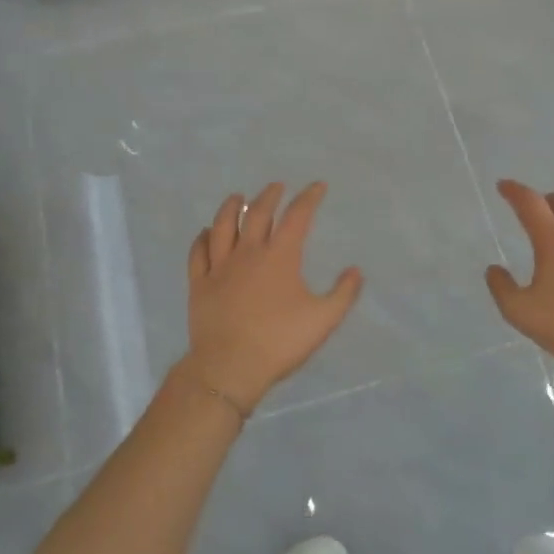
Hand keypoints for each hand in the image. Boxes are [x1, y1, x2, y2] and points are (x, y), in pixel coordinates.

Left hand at [181, 182, 362, 414]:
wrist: (230, 367)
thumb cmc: (279, 341)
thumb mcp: (323, 320)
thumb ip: (343, 293)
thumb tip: (356, 270)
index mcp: (280, 257)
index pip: (297, 217)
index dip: (309, 198)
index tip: (318, 186)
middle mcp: (248, 253)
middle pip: (257, 214)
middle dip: (269, 196)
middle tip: (277, 187)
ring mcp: (220, 267)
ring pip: (222, 226)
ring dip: (230, 208)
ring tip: (237, 197)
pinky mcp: (199, 284)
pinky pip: (198, 253)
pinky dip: (202, 239)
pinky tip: (204, 233)